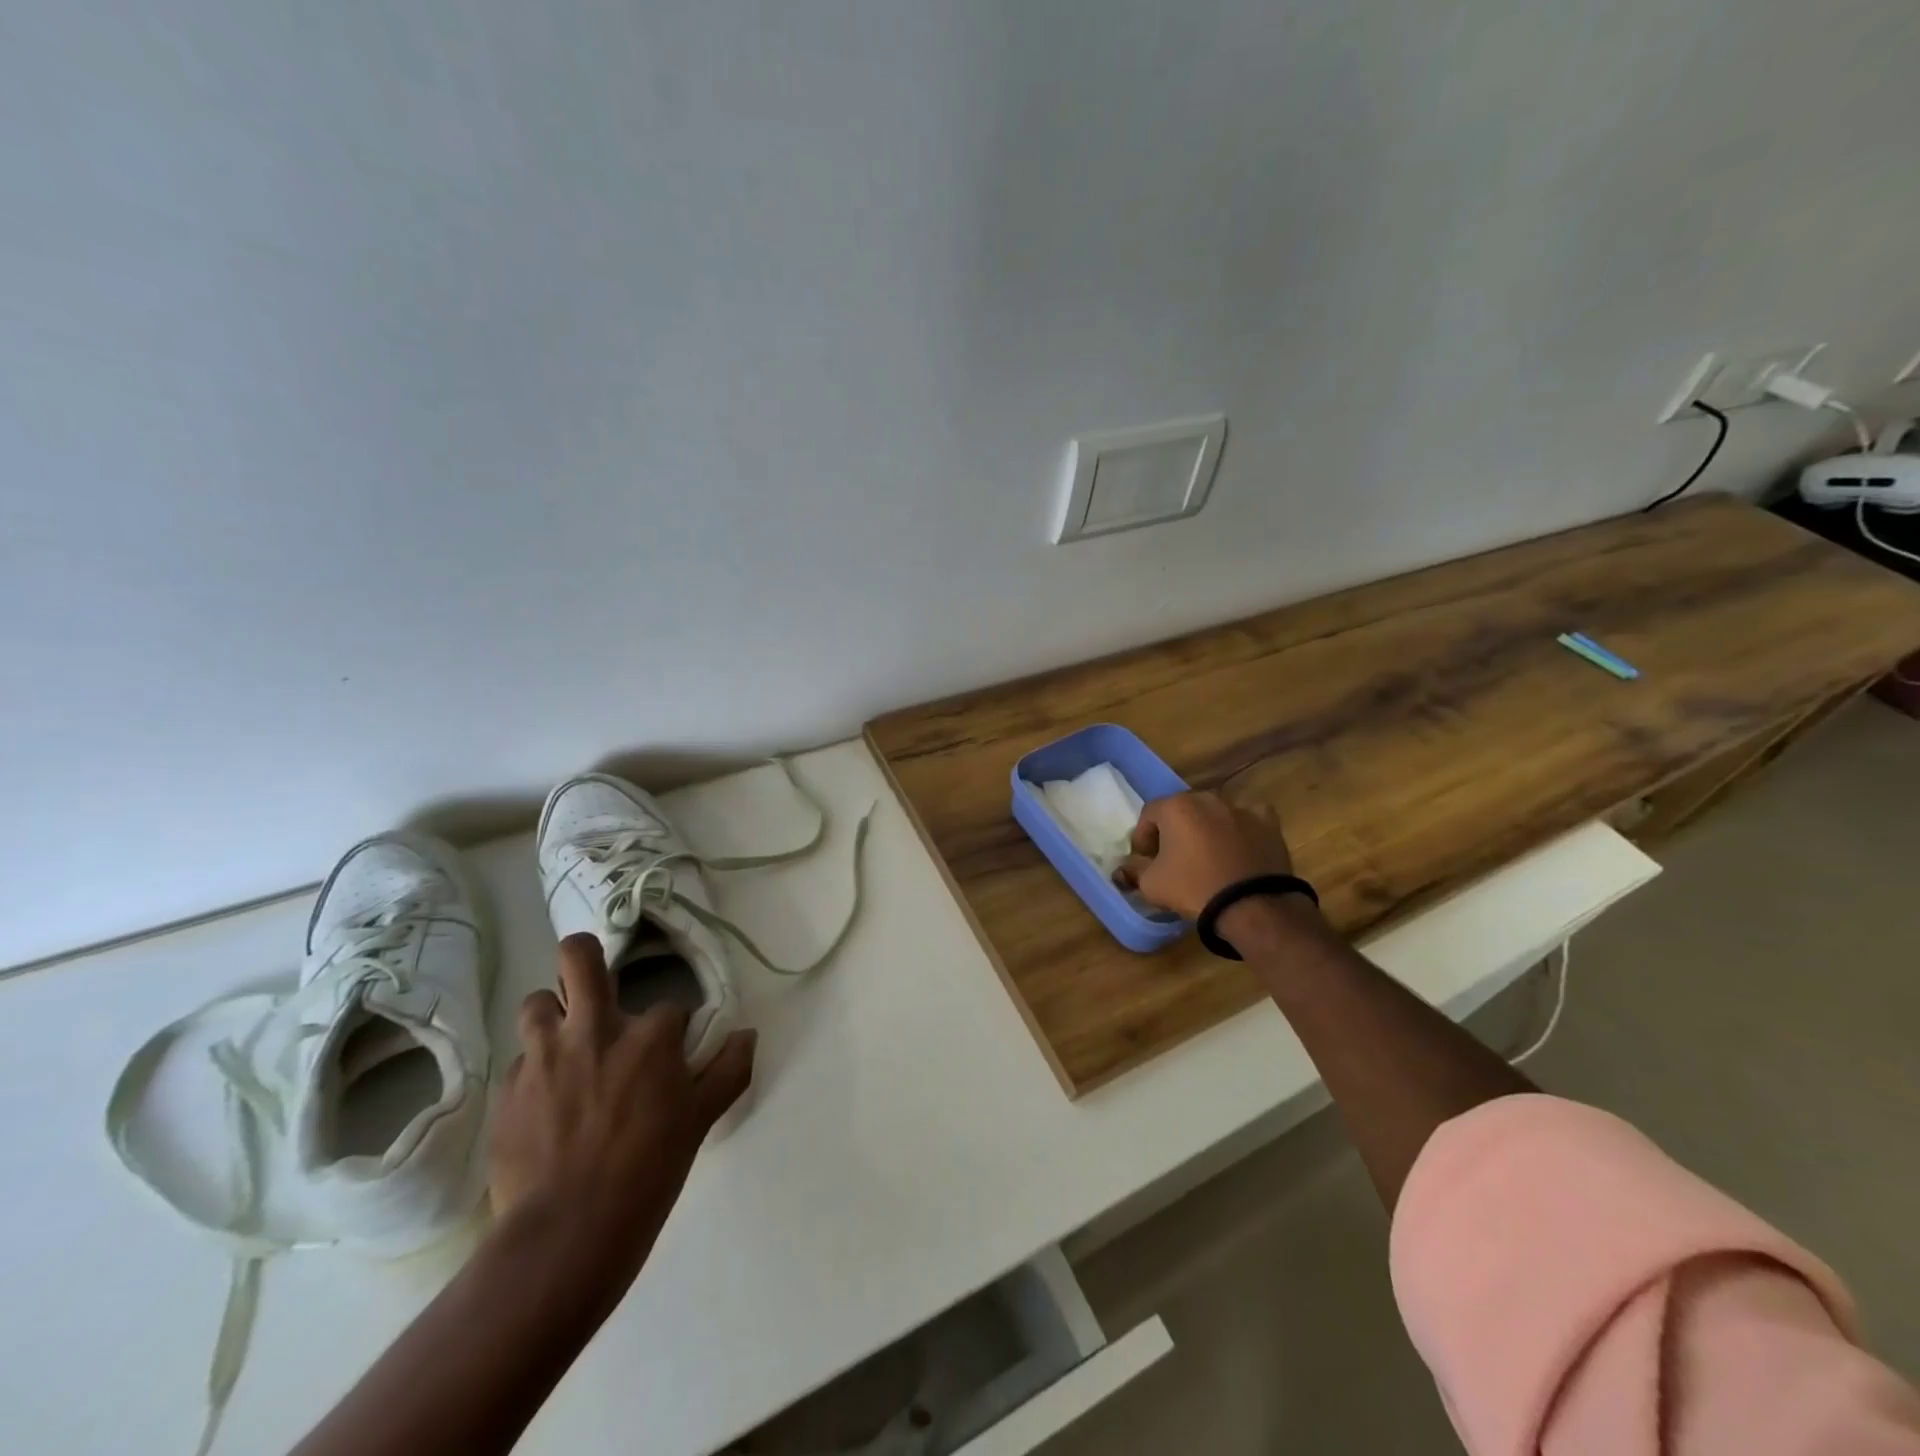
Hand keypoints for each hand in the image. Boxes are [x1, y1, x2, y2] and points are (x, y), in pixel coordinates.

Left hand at [489, 934, 754, 1271]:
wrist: (566, 1236)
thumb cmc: (648, 1173)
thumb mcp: (702, 1120)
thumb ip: (729, 1069)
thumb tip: (747, 1034)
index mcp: (649, 1036)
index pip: (668, 1010)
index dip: (671, 1033)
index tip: (670, 1060)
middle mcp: (594, 1029)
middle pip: (579, 957)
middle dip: (585, 956)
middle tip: (593, 983)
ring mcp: (544, 1057)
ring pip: (538, 1001)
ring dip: (553, 1014)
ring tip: (564, 1043)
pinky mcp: (508, 1090)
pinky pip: (520, 1062)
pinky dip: (534, 1071)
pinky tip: (543, 1104)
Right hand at [1115, 791, 1294, 920]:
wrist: (1253, 905)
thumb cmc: (1194, 887)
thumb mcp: (1151, 884)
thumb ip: (1133, 870)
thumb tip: (1124, 869)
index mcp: (1176, 807)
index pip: (1149, 815)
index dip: (1142, 837)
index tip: (1144, 860)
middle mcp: (1207, 798)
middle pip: (1182, 811)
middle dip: (1174, 831)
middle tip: (1172, 857)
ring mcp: (1240, 808)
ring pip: (1214, 814)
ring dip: (1205, 829)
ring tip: (1206, 856)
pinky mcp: (1268, 822)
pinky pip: (1246, 819)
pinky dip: (1240, 829)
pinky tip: (1238, 847)